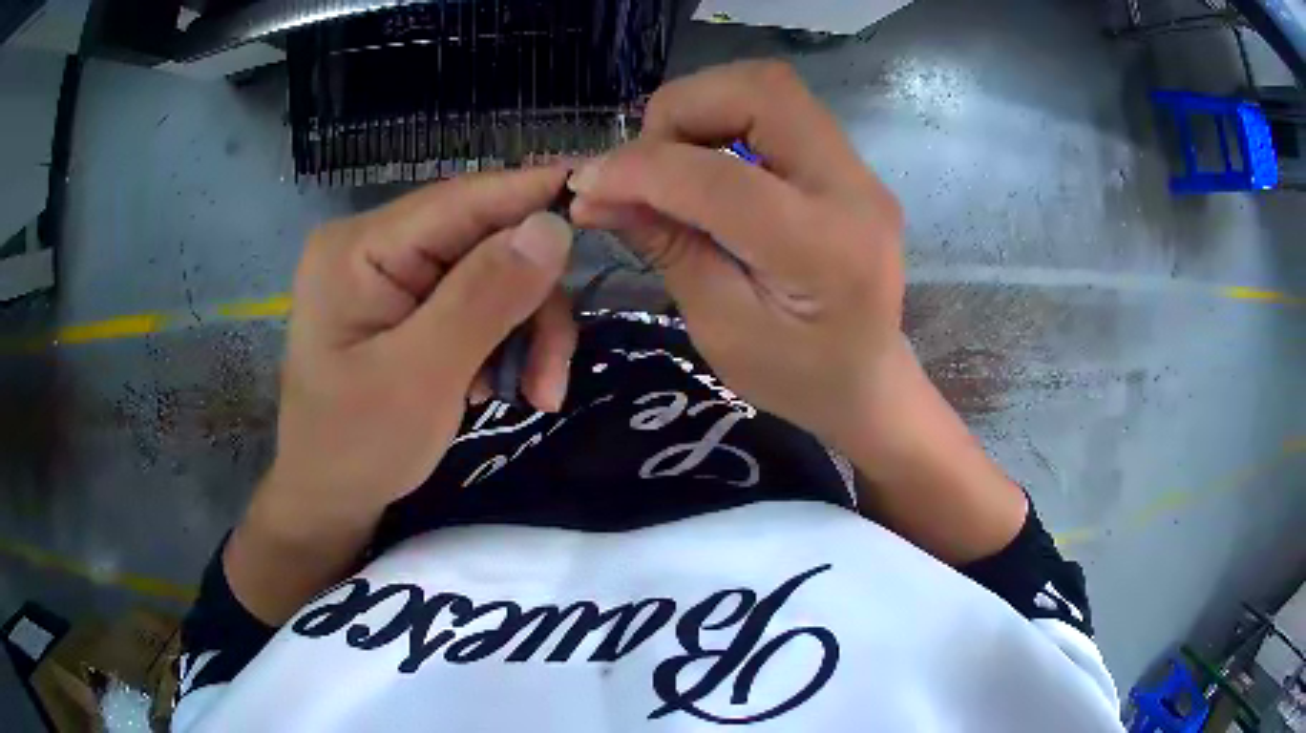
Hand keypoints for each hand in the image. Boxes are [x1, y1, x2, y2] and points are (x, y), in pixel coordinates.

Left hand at [263, 168, 575, 527]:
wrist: (329, 498)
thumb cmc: (358, 447)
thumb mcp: (422, 377)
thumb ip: (485, 298)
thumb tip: (553, 226)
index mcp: (359, 247)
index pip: (463, 200)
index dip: (535, 197)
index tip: (605, 208)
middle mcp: (375, 244)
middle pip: (485, 239)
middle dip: (532, 303)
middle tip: (552, 377)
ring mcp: (392, 272)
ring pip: (493, 272)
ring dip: (526, 332)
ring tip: (536, 394)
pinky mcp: (409, 302)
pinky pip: (479, 301)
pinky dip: (505, 342)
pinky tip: (498, 387)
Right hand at [567, 60, 906, 450]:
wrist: (868, 382)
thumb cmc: (796, 376)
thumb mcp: (719, 326)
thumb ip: (665, 246)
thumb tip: (596, 193)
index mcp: (824, 251)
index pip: (721, 178)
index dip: (641, 169)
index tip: (587, 183)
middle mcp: (854, 191)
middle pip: (762, 91)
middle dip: (682, 109)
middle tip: (646, 163)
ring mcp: (859, 171)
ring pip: (771, 88)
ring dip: (703, 107)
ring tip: (672, 162)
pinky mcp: (849, 165)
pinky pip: (781, 110)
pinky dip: (726, 119)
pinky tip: (706, 164)